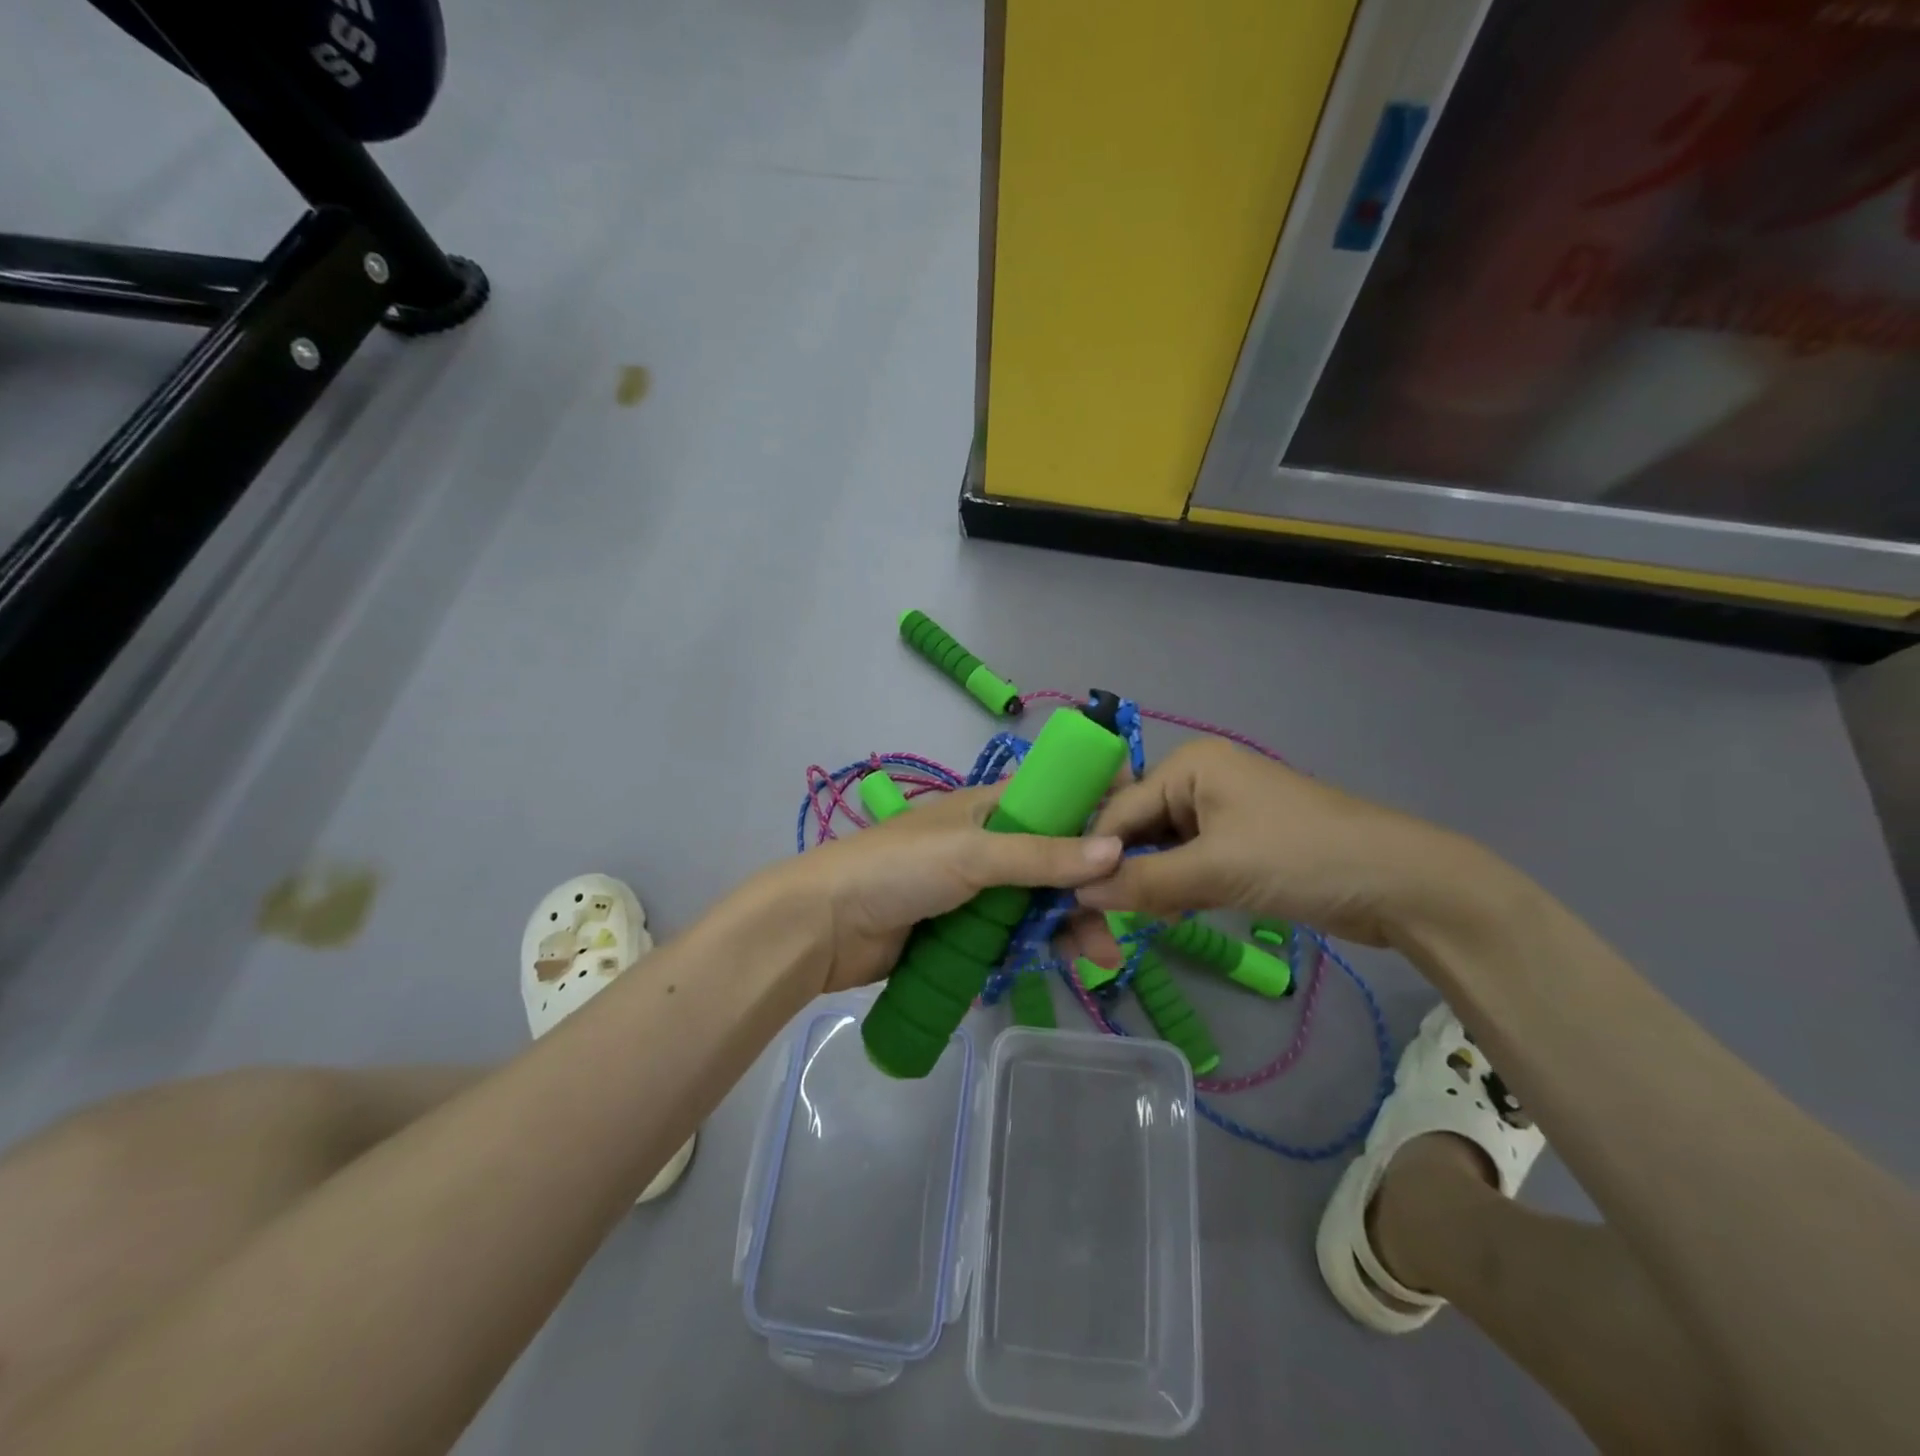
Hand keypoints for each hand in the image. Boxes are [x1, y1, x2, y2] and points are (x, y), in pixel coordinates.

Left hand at [762, 786, 1123, 992]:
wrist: (825, 925)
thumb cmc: (898, 870)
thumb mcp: (972, 854)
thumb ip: (1041, 855)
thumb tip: (1115, 850)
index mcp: (990, 807)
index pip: (1056, 797)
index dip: (1097, 810)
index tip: (1137, 837)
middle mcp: (990, 843)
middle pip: (1056, 859)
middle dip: (1090, 885)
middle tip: (1121, 919)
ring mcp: (978, 890)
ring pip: (1041, 901)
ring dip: (1072, 922)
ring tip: (1100, 956)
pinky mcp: (966, 930)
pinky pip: (1016, 934)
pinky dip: (1042, 945)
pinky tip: (1066, 961)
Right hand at [1075, 740, 1483, 946]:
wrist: (1401, 883)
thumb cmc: (1300, 858)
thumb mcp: (1214, 870)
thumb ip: (1142, 882)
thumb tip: (1078, 895)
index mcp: (1188, 765)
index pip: (1118, 811)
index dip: (1094, 856)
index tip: (1068, 903)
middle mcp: (1198, 779)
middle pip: (1137, 828)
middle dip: (1122, 872)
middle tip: (1103, 922)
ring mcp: (1221, 811)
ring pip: (1161, 849)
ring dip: (1149, 884)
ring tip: (1140, 920)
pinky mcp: (1239, 843)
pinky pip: (1188, 862)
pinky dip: (1176, 887)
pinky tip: (1171, 913)